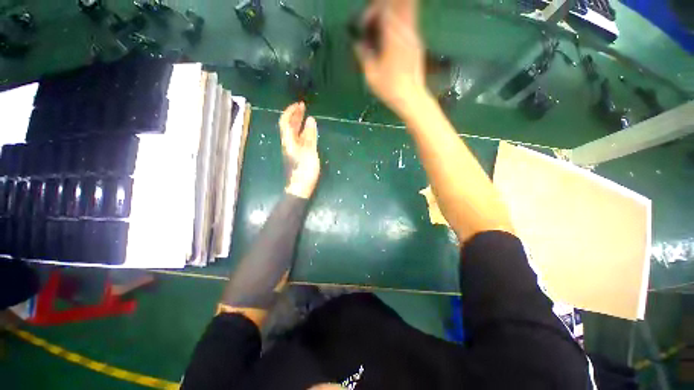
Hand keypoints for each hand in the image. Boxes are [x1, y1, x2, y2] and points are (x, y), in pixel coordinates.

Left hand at [279, 102, 319, 198]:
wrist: (300, 188)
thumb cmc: (304, 170)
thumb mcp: (309, 152)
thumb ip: (310, 136)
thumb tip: (311, 120)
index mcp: (289, 141)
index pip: (285, 122)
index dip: (290, 111)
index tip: (299, 104)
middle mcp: (289, 143)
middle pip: (288, 126)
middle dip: (295, 115)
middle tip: (304, 107)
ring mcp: (293, 150)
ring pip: (294, 133)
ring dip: (299, 123)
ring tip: (307, 116)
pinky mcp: (298, 155)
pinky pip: (299, 140)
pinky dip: (303, 133)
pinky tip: (309, 132)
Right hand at [354, 0, 428, 118]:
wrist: (411, 98)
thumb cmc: (389, 88)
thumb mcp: (371, 74)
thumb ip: (363, 55)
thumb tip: (358, 44)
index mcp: (392, 36)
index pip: (383, 9)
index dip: (371, 13)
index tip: (364, 26)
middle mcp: (406, 31)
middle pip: (397, 6)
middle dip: (383, 9)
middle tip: (373, 23)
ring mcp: (414, 36)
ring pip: (405, 12)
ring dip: (391, 16)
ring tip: (380, 31)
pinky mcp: (417, 44)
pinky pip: (408, 25)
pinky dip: (398, 26)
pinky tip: (390, 41)